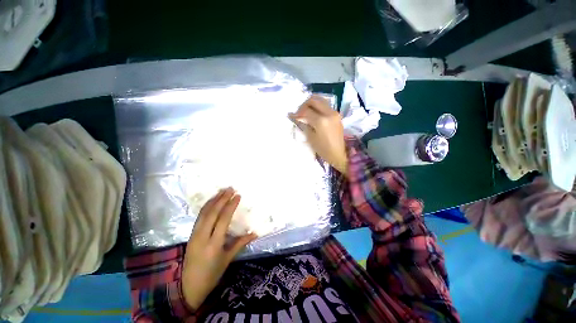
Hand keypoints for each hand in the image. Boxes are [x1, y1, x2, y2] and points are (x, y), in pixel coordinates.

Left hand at [182, 188, 256, 309]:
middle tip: (230, 189)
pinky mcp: (191, 235)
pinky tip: (212, 201)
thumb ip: (240, 243)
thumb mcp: (227, 260)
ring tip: (222, 191)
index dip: (231, 206)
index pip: (223, 219)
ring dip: (213, 200)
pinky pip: (199, 217)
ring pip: (204, 213)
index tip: (237, 196)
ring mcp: (194, 235)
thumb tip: (255, 233)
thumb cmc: (211, 275)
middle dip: (222, 199)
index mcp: (214, 244)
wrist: (187, 288)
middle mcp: (202, 236)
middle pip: (212, 213)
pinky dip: (206, 207)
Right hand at [289, 95, 348, 174]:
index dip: (297, 113)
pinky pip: (326, 105)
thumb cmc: (323, 149)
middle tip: (299, 113)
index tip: (291, 116)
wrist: (339, 154)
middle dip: (304, 105)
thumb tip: (296, 117)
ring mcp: (335, 112)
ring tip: (306, 112)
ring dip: (311, 104)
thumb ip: (304, 125)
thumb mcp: (310, 138)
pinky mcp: (337, 114)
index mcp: (321, 121)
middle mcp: (329, 113)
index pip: (306, 110)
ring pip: (321, 100)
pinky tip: (314, 114)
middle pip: (314, 100)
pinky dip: (318, 107)